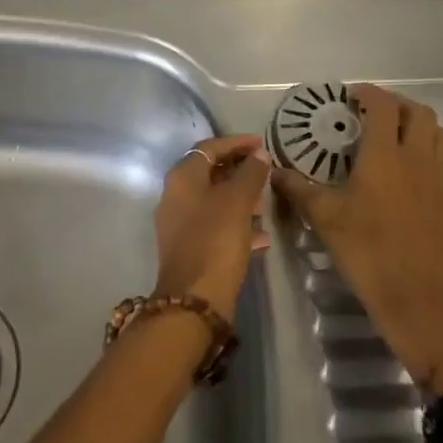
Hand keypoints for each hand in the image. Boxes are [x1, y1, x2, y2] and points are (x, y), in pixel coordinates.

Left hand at [152, 136, 269, 320]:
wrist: (193, 299)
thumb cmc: (215, 240)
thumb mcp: (237, 202)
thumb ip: (250, 174)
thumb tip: (259, 154)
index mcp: (182, 177)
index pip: (209, 147)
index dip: (236, 142)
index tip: (263, 144)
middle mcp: (175, 195)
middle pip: (210, 172)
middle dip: (239, 170)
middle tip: (266, 172)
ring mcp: (180, 222)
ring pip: (214, 200)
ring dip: (240, 198)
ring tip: (266, 203)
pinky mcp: (190, 247)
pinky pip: (215, 225)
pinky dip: (236, 224)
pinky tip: (261, 236)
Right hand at [270, 84, 442, 391]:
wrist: (421, 303)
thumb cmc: (368, 254)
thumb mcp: (324, 220)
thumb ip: (298, 189)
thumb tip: (273, 170)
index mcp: (385, 156)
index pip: (383, 106)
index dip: (368, 93)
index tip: (351, 96)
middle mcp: (419, 159)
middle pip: (420, 113)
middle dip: (398, 105)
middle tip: (375, 115)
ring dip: (422, 128)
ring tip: (401, 139)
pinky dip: (439, 161)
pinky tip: (423, 177)